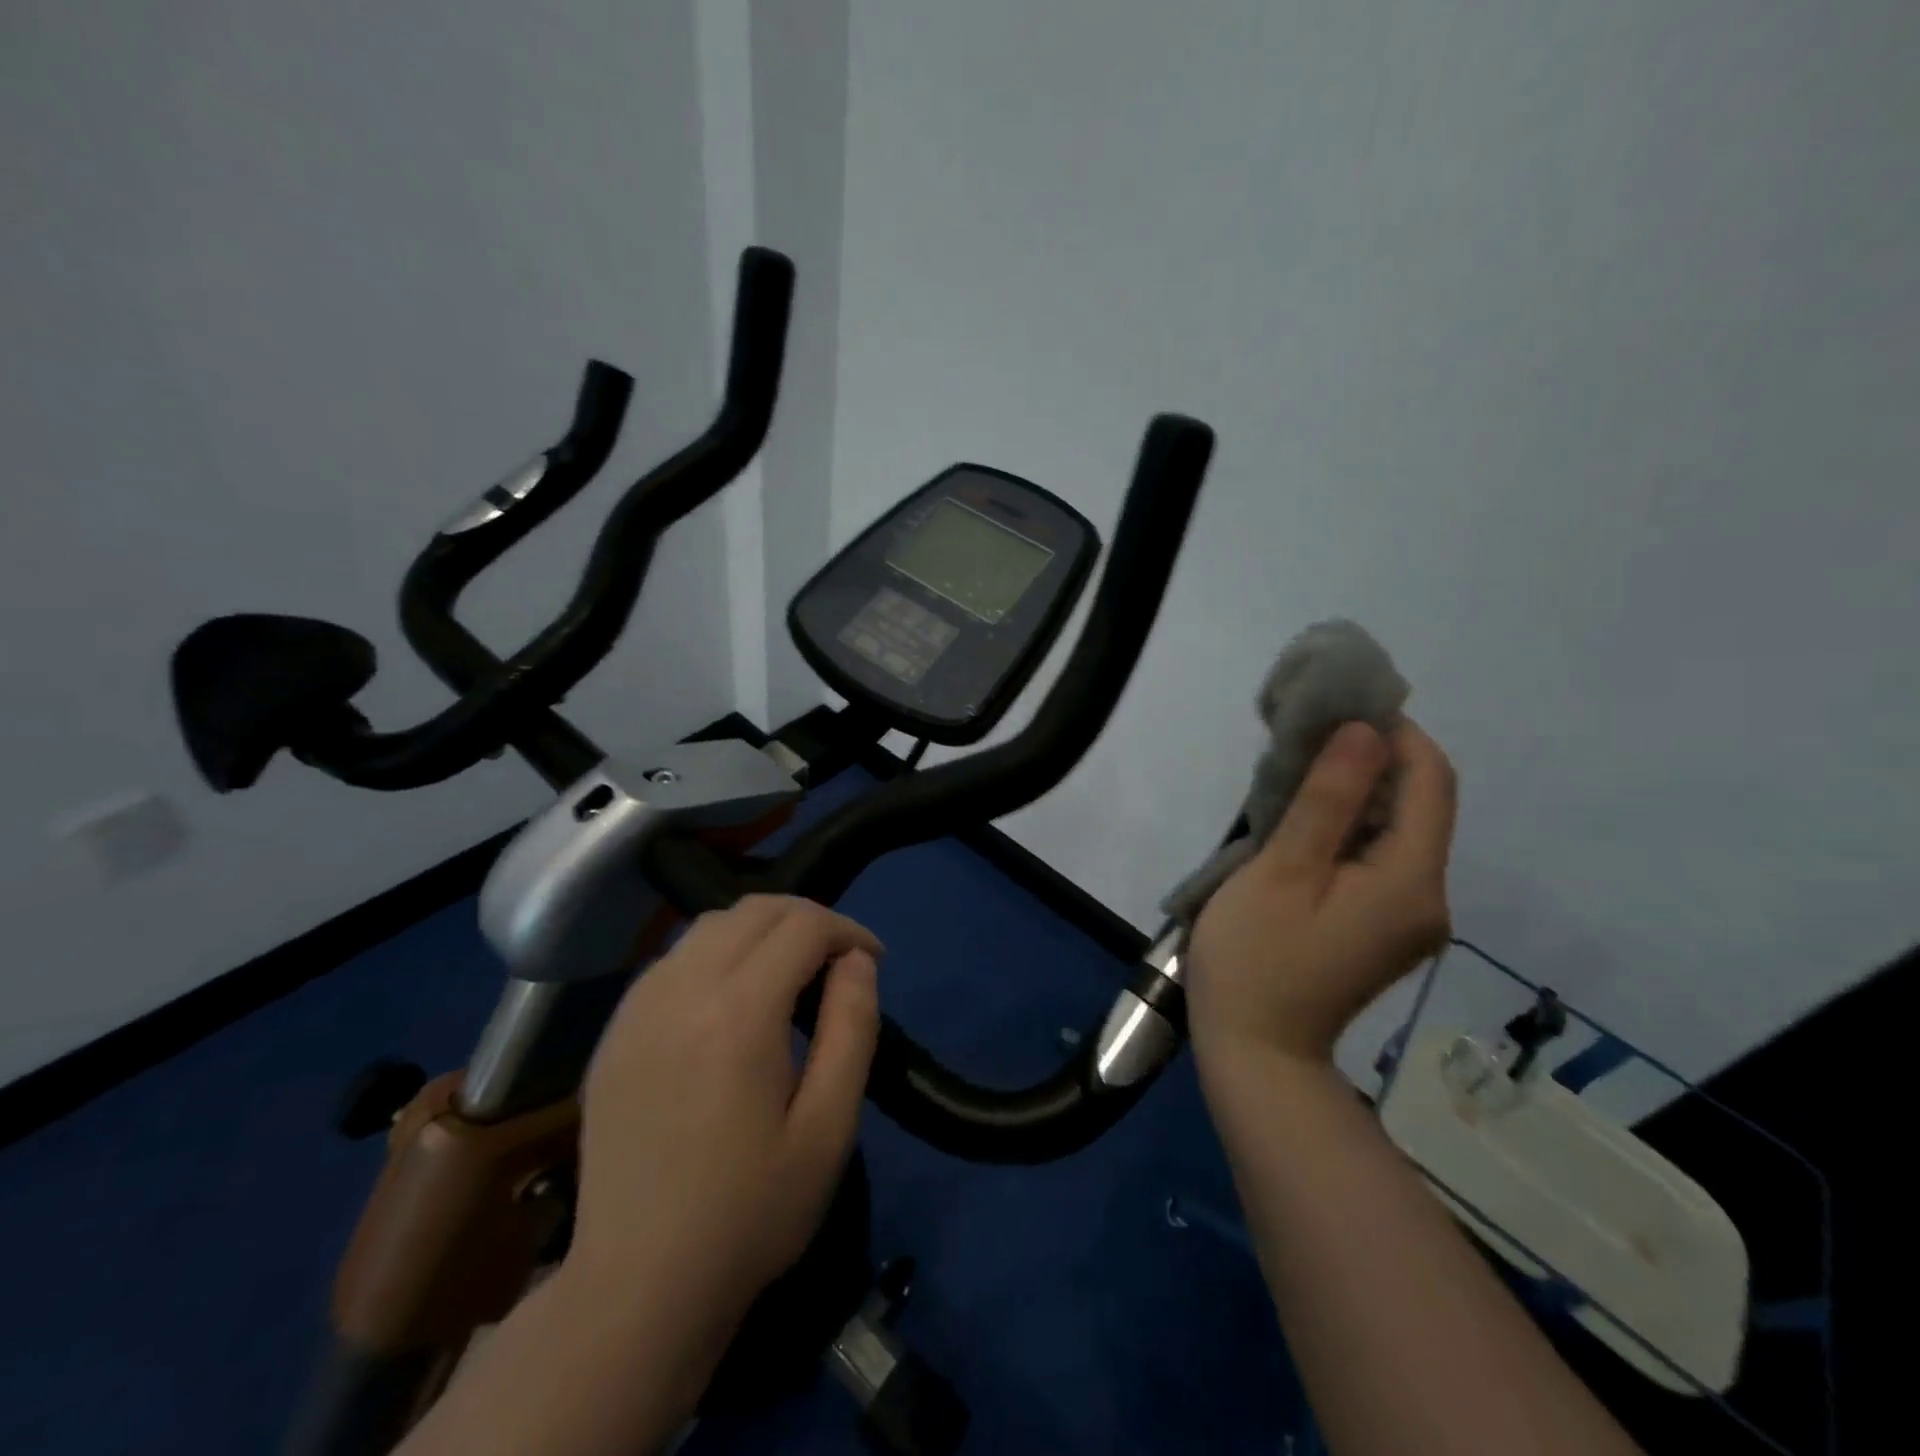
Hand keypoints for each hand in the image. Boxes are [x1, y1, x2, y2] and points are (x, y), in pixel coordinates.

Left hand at [565, 895, 882, 1342]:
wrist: (637, 1285)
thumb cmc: (750, 1212)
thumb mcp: (829, 1127)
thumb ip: (852, 1028)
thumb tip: (857, 962)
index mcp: (737, 1013)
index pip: (802, 926)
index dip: (849, 930)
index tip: (873, 962)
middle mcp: (680, 989)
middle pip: (755, 909)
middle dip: (808, 919)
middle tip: (838, 960)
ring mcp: (638, 1005)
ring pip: (711, 924)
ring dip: (761, 931)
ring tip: (790, 974)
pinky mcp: (615, 1028)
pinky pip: (675, 957)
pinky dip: (718, 953)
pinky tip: (733, 999)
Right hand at [1186, 719, 1455, 1070]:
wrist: (1258, 1053)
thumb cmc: (1256, 957)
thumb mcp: (1282, 871)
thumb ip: (1326, 799)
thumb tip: (1363, 732)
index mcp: (1410, 880)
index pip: (1431, 782)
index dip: (1396, 734)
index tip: (1339, 711)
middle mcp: (1429, 896)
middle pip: (1419, 805)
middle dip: (1370, 761)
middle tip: (1304, 741)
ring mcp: (1410, 917)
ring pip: (1397, 832)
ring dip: (1355, 795)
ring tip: (1295, 778)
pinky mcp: (1385, 928)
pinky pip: (1380, 860)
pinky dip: (1349, 830)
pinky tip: (1304, 827)